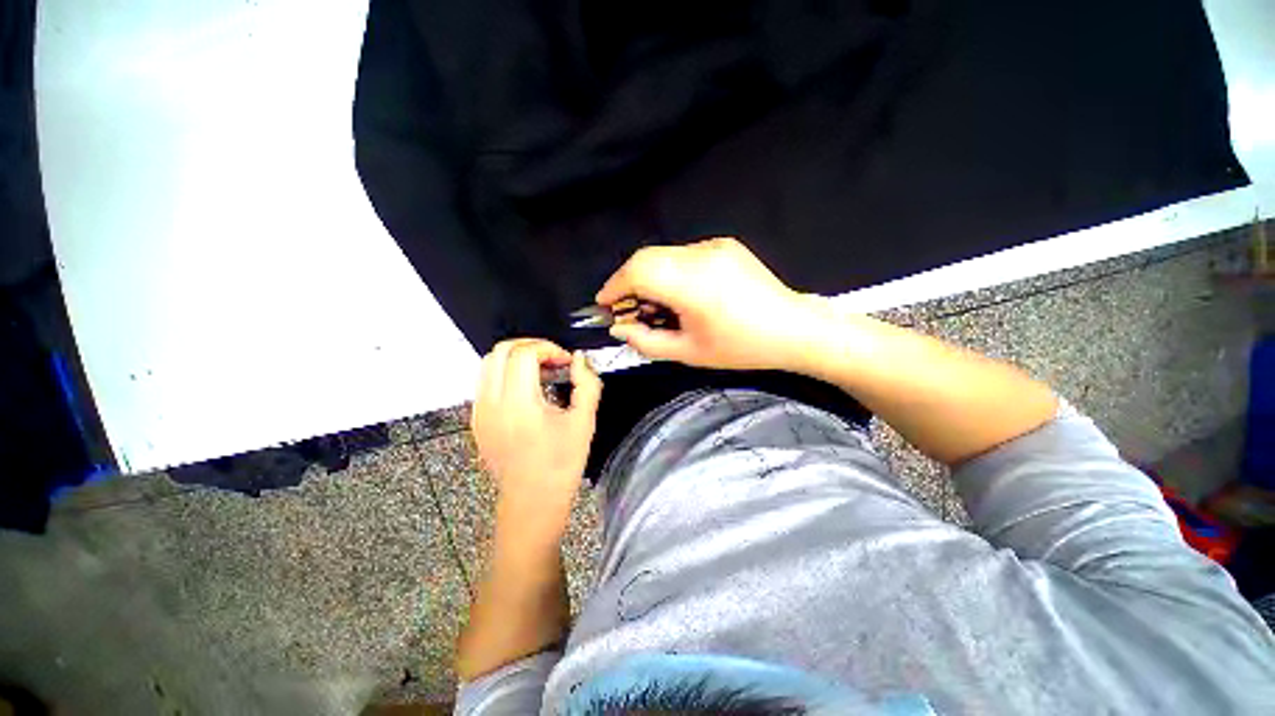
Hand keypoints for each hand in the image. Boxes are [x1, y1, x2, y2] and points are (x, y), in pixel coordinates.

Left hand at [471, 339, 602, 537]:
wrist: (532, 501)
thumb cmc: (561, 464)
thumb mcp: (584, 421)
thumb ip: (587, 384)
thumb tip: (579, 360)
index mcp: (519, 404)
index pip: (523, 354)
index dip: (547, 348)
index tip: (565, 360)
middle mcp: (492, 404)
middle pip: (500, 351)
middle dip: (530, 346)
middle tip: (552, 358)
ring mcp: (480, 412)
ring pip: (489, 364)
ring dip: (516, 358)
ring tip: (541, 371)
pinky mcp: (477, 420)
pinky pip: (486, 382)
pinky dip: (506, 373)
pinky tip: (527, 388)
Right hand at [596, 237, 824, 370]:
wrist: (793, 328)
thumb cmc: (741, 347)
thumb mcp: (689, 353)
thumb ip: (647, 342)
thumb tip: (618, 328)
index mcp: (694, 285)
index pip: (638, 271)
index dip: (614, 286)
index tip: (605, 304)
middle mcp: (702, 256)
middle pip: (646, 257)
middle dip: (628, 282)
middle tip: (629, 309)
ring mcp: (715, 246)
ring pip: (663, 255)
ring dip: (649, 277)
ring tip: (657, 306)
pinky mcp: (724, 244)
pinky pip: (683, 254)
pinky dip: (670, 272)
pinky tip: (682, 294)